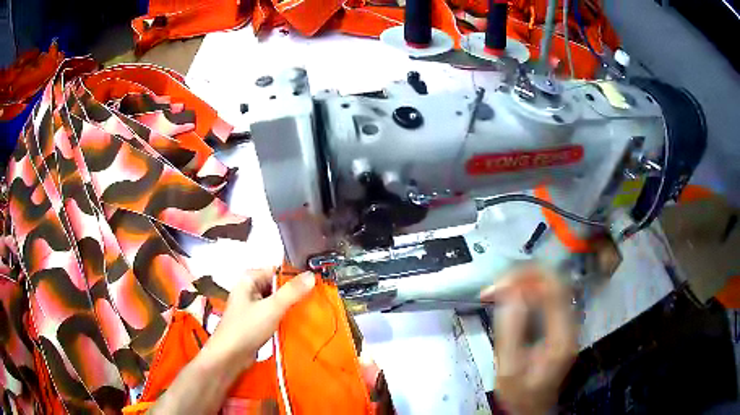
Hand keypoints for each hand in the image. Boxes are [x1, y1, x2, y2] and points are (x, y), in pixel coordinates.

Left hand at [203, 268, 315, 371]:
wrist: (229, 356)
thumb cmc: (246, 328)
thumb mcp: (271, 308)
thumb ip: (292, 292)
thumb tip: (312, 275)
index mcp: (249, 279)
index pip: (277, 271)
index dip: (296, 277)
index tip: (316, 285)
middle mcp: (250, 289)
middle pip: (278, 286)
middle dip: (295, 293)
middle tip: (317, 300)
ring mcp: (252, 306)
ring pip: (277, 301)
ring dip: (291, 307)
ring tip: (312, 312)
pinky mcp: (255, 321)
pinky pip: (274, 314)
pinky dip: (285, 317)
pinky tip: (299, 323)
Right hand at [481, 266, 576, 414]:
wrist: (532, 407)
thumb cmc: (520, 394)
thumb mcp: (509, 369)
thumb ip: (510, 331)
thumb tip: (509, 293)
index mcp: (562, 335)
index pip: (553, 289)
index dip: (526, 279)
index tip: (497, 287)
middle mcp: (570, 323)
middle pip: (554, 281)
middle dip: (523, 276)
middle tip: (495, 287)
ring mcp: (567, 322)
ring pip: (551, 284)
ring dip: (524, 281)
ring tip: (498, 291)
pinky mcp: (560, 323)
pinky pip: (547, 295)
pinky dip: (528, 290)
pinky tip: (511, 297)